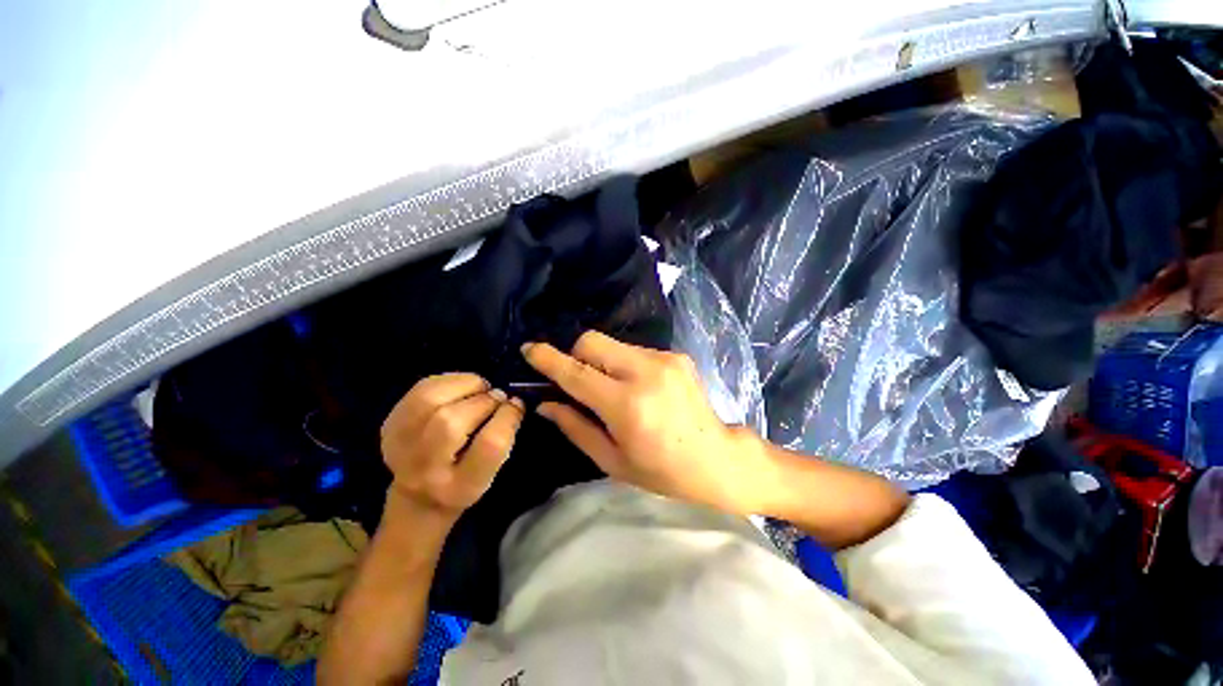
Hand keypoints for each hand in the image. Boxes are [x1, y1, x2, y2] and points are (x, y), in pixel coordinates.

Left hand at [380, 374, 523, 521]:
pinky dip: (449, 380)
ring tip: (480, 390)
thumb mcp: (493, 472)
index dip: (506, 417)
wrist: (418, 497)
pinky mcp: (391, 422)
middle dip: (485, 400)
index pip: (488, 446)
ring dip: (466, 385)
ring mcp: (400, 444)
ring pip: (431, 399)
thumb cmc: (466, 482)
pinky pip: (422, 388)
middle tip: (497, 398)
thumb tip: (512, 401)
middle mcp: (424, 468)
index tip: (516, 405)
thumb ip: (504, 437)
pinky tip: (461, 389)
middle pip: (452, 422)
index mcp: (460, 486)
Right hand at [522, 331, 769, 514]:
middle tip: (577, 380)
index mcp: (627, 406)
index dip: (548, 359)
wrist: (717, 458)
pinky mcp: (676, 355)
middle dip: (575, 355)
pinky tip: (637, 387)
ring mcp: (664, 360)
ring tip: (612, 389)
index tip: (529, 349)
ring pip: (613, 344)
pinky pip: (634, 350)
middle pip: (592, 341)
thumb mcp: (612, 460)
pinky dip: (623, 364)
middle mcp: (645, 373)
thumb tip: (546, 403)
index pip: (576, 373)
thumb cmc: (662, 472)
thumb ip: (575, 427)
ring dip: (601, 361)